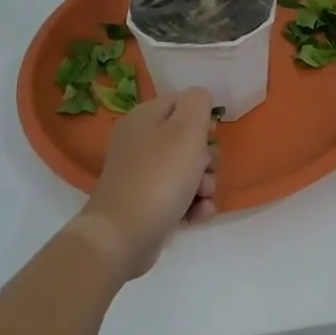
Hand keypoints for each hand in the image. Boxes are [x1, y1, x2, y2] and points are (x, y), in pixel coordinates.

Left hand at [74, 89, 219, 278]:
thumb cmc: (159, 176)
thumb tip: (200, 98)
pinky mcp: (145, 203)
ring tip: (202, 198)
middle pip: (187, 139)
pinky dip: (192, 205)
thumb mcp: (186, 130)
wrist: (123, 236)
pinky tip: (197, 215)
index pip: (182, 102)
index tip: (212, 135)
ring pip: (187, 170)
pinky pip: (178, 196)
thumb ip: (198, 103)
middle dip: (207, 157)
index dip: (203, 117)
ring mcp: (141, 175)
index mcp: (144, 117)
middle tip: (206, 170)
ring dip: (204, 184)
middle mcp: (139, 142)